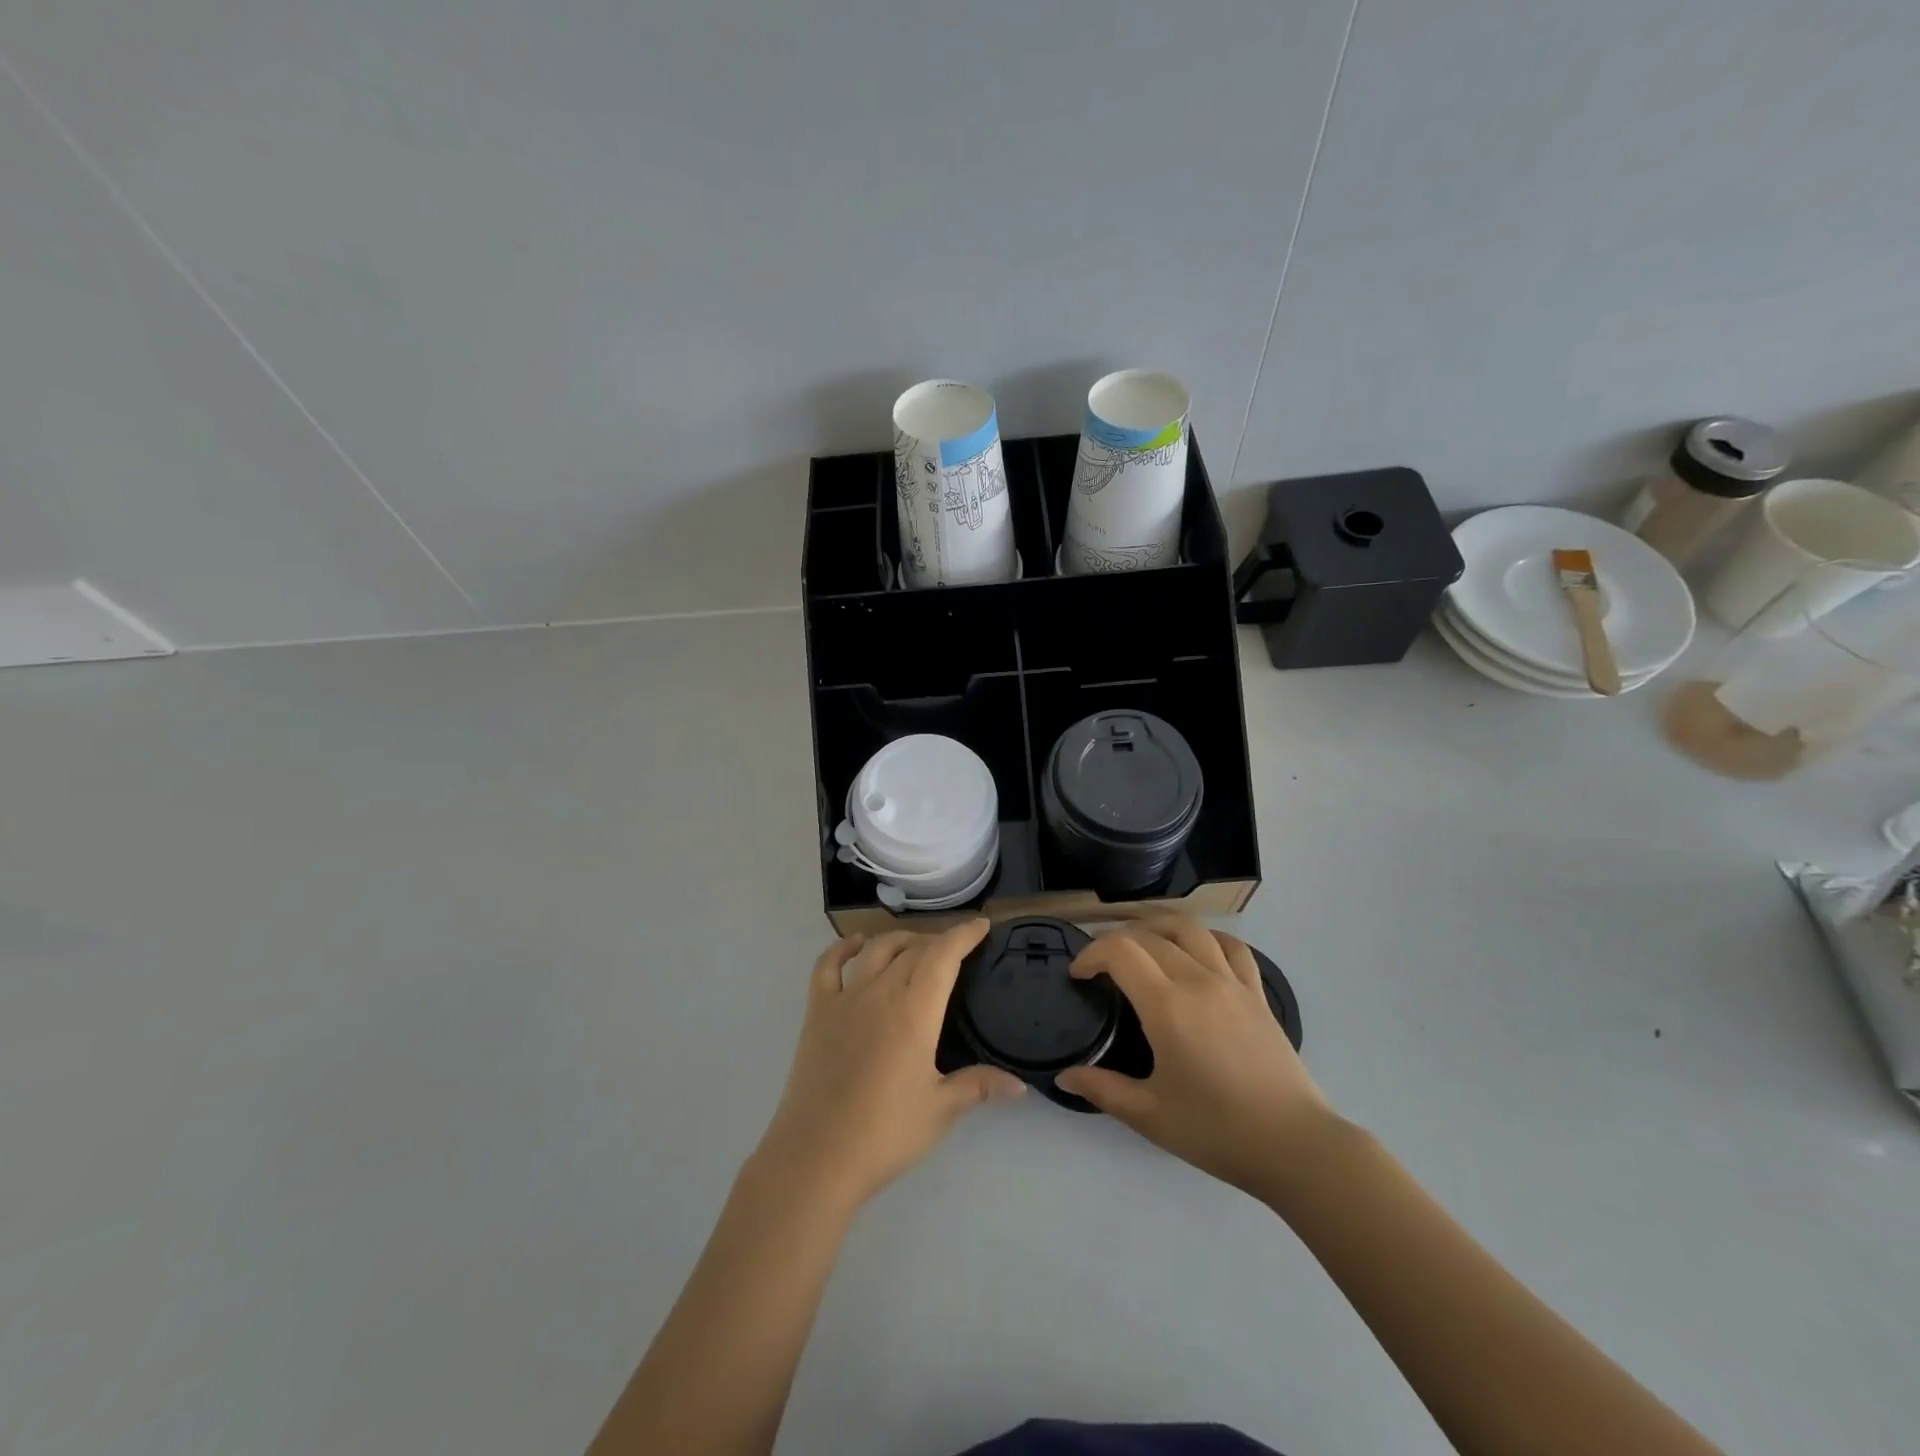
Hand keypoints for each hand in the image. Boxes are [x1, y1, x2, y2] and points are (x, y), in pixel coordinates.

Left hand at [754, 920, 1025, 1211]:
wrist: (816, 1156)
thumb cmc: (885, 1133)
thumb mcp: (940, 1110)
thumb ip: (979, 1086)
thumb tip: (1020, 1085)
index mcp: (915, 1010)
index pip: (943, 955)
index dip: (963, 935)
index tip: (981, 925)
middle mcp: (881, 992)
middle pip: (913, 949)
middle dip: (938, 941)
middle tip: (955, 950)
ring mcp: (845, 998)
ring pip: (877, 950)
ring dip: (901, 940)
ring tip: (917, 945)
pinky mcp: (817, 1012)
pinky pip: (828, 966)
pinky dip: (843, 948)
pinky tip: (857, 944)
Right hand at [1055, 918, 1332, 1199]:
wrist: (1295, 1145)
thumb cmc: (1217, 1130)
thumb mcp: (1150, 1115)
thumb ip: (1103, 1089)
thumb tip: (1064, 1077)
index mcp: (1167, 1006)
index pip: (1120, 952)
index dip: (1091, 954)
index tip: (1079, 975)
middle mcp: (1197, 980)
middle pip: (1149, 935)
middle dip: (1116, 940)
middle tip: (1100, 963)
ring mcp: (1232, 982)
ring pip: (1190, 928)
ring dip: (1158, 926)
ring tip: (1142, 942)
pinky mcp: (1257, 993)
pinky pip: (1232, 946)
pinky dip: (1207, 937)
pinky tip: (1197, 950)